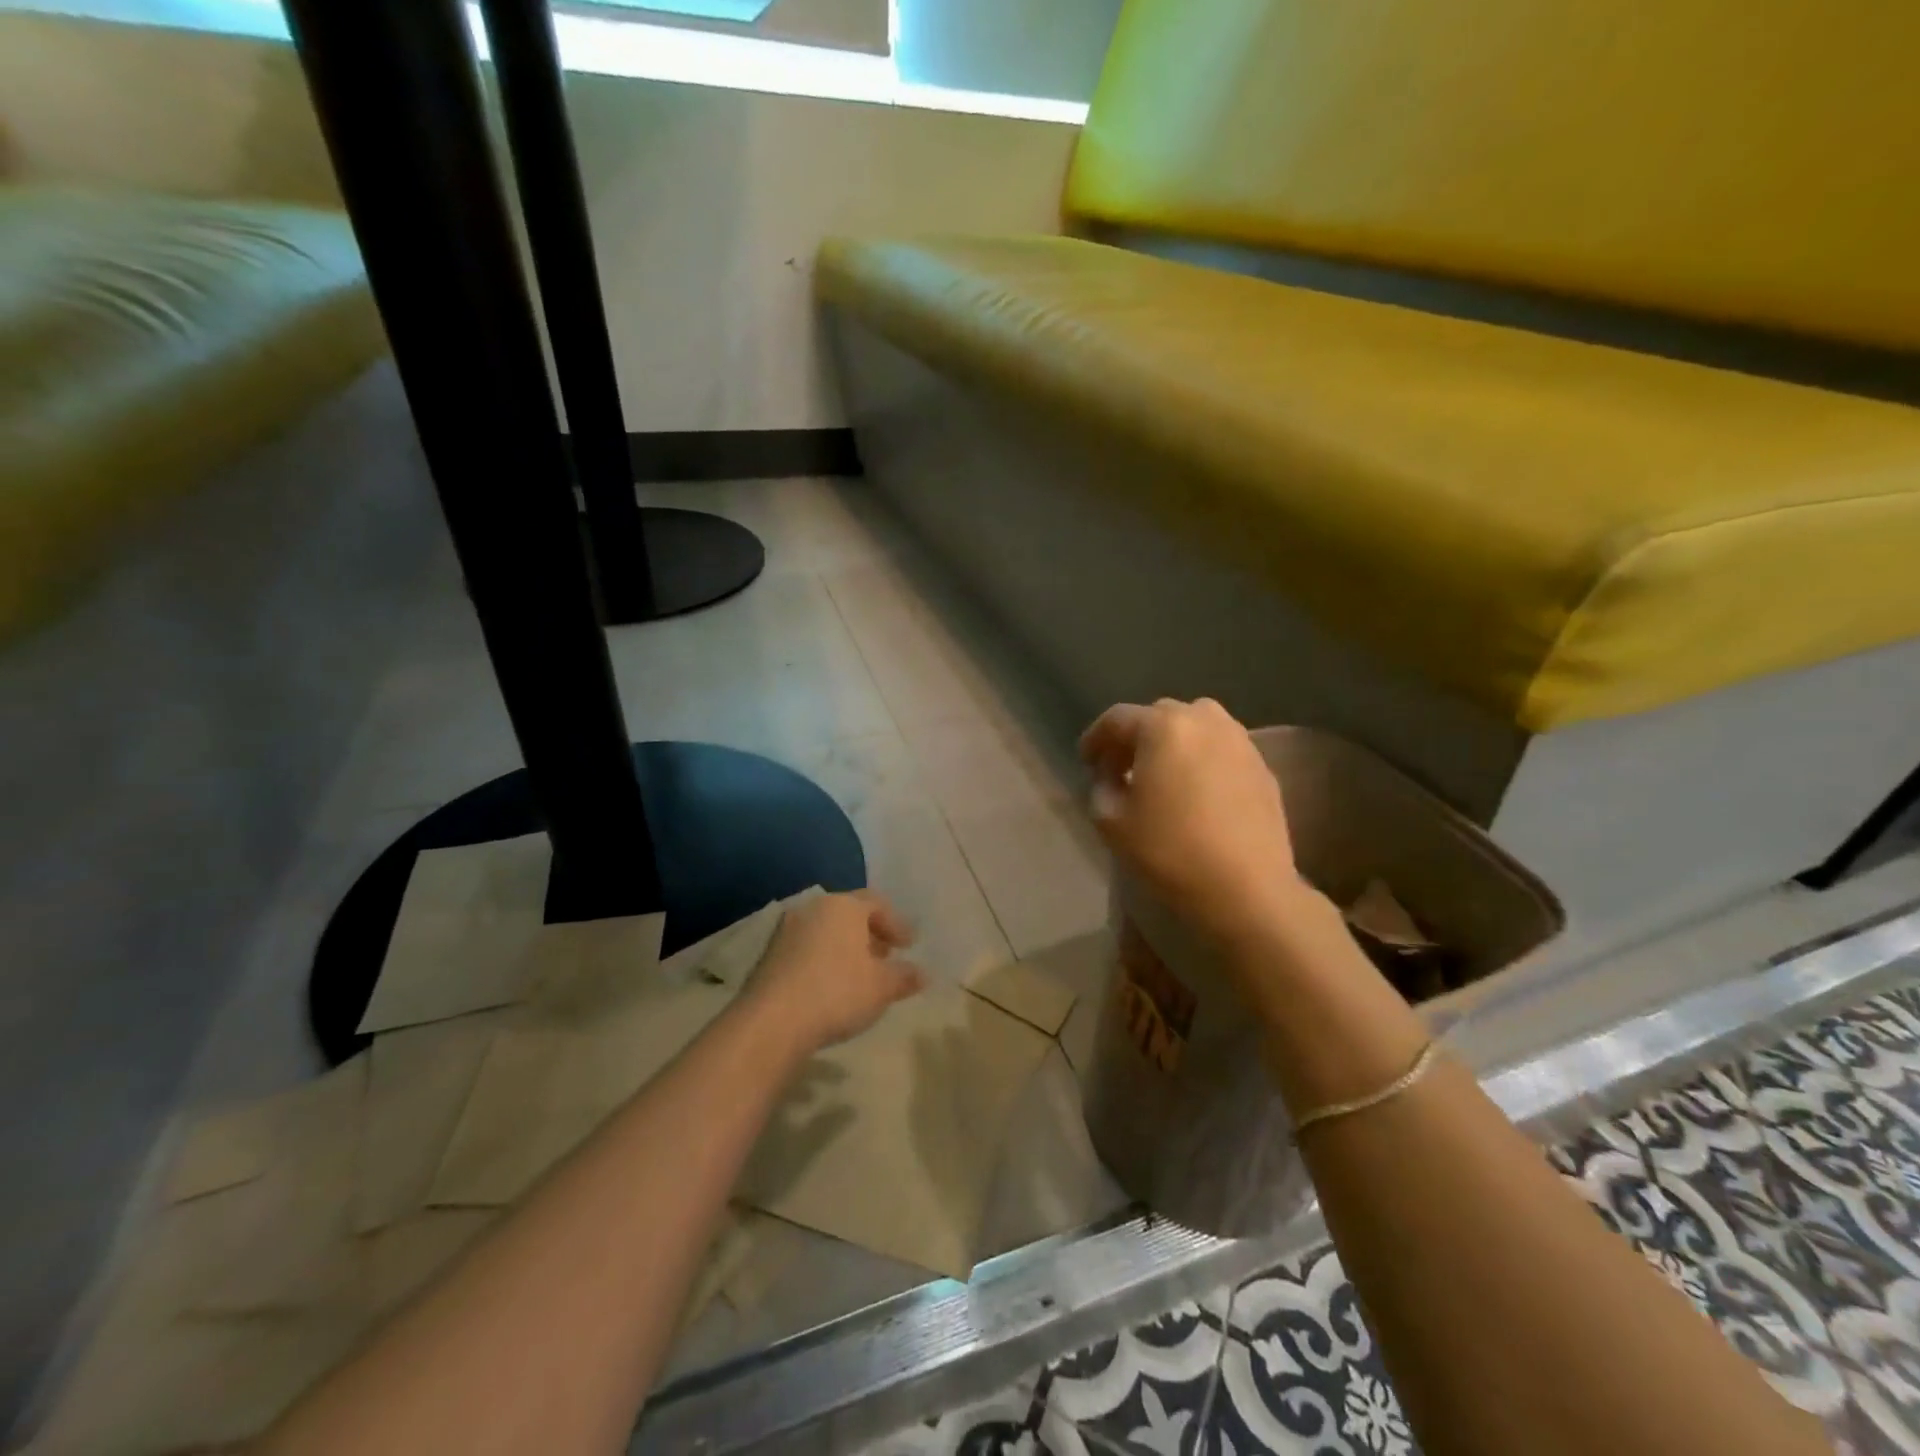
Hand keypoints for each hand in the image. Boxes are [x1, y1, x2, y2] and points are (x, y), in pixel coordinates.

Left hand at [742, 891, 926, 1054]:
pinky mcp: (769, 956)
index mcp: (843, 906)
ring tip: (861, 974)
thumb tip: (922, 973)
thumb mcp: (882, 987)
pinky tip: (832, 986)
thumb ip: (904, 976)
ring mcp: (787, 931)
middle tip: (887, 956)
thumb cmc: (837, 992)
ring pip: (826, 931)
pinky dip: (825, 960)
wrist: (771, 1022)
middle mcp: (813, 908)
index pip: (877, 903)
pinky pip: (807, 949)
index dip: (897, 924)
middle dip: (870, 934)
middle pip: (849, 915)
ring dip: (846, 948)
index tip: (910, 946)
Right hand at [1080, 698, 1311, 950]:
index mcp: (1163, 726)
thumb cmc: (1170, 851)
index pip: (1117, 719)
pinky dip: (1202, 760)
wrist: (1246, 889)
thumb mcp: (1111, 821)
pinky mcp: (1263, 768)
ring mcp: (1240, 741)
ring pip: (1196, 728)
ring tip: (1162, 776)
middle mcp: (1205, 720)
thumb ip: (1101, 787)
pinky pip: (1222, 750)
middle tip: (1121, 768)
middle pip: (1159, 717)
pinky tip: (1196, 793)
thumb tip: (1111, 777)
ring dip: (1173, 745)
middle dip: (1136, 738)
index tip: (1086, 762)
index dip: (1095, 738)